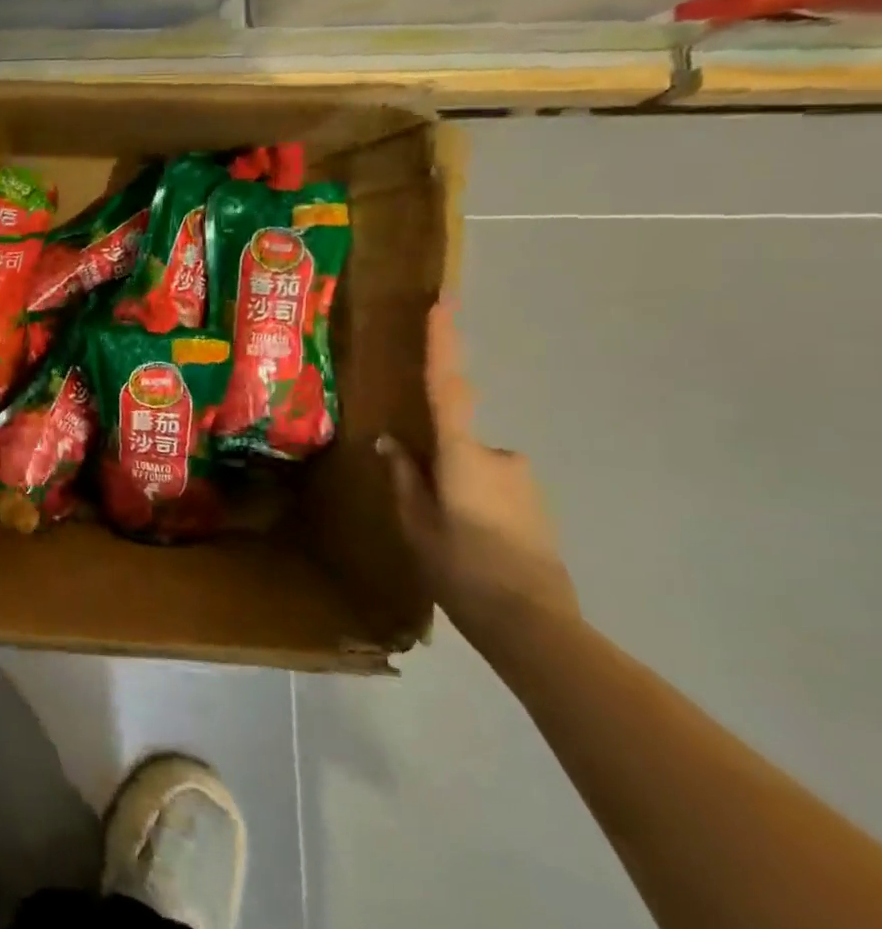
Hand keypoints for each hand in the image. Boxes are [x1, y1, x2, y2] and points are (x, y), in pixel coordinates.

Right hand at [380, 304, 578, 642]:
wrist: (536, 625)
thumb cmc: (462, 570)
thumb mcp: (416, 524)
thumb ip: (405, 477)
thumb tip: (391, 442)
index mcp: (462, 456)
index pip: (447, 388)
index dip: (444, 343)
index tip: (442, 303)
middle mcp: (499, 456)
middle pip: (453, 442)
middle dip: (436, 468)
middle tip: (428, 512)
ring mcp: (522, 479)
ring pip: (472, 469)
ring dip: (455, 491)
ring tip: (449, 541)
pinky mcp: (536, 502)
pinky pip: (491, 487)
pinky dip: (474, 506)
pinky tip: (470, 547)